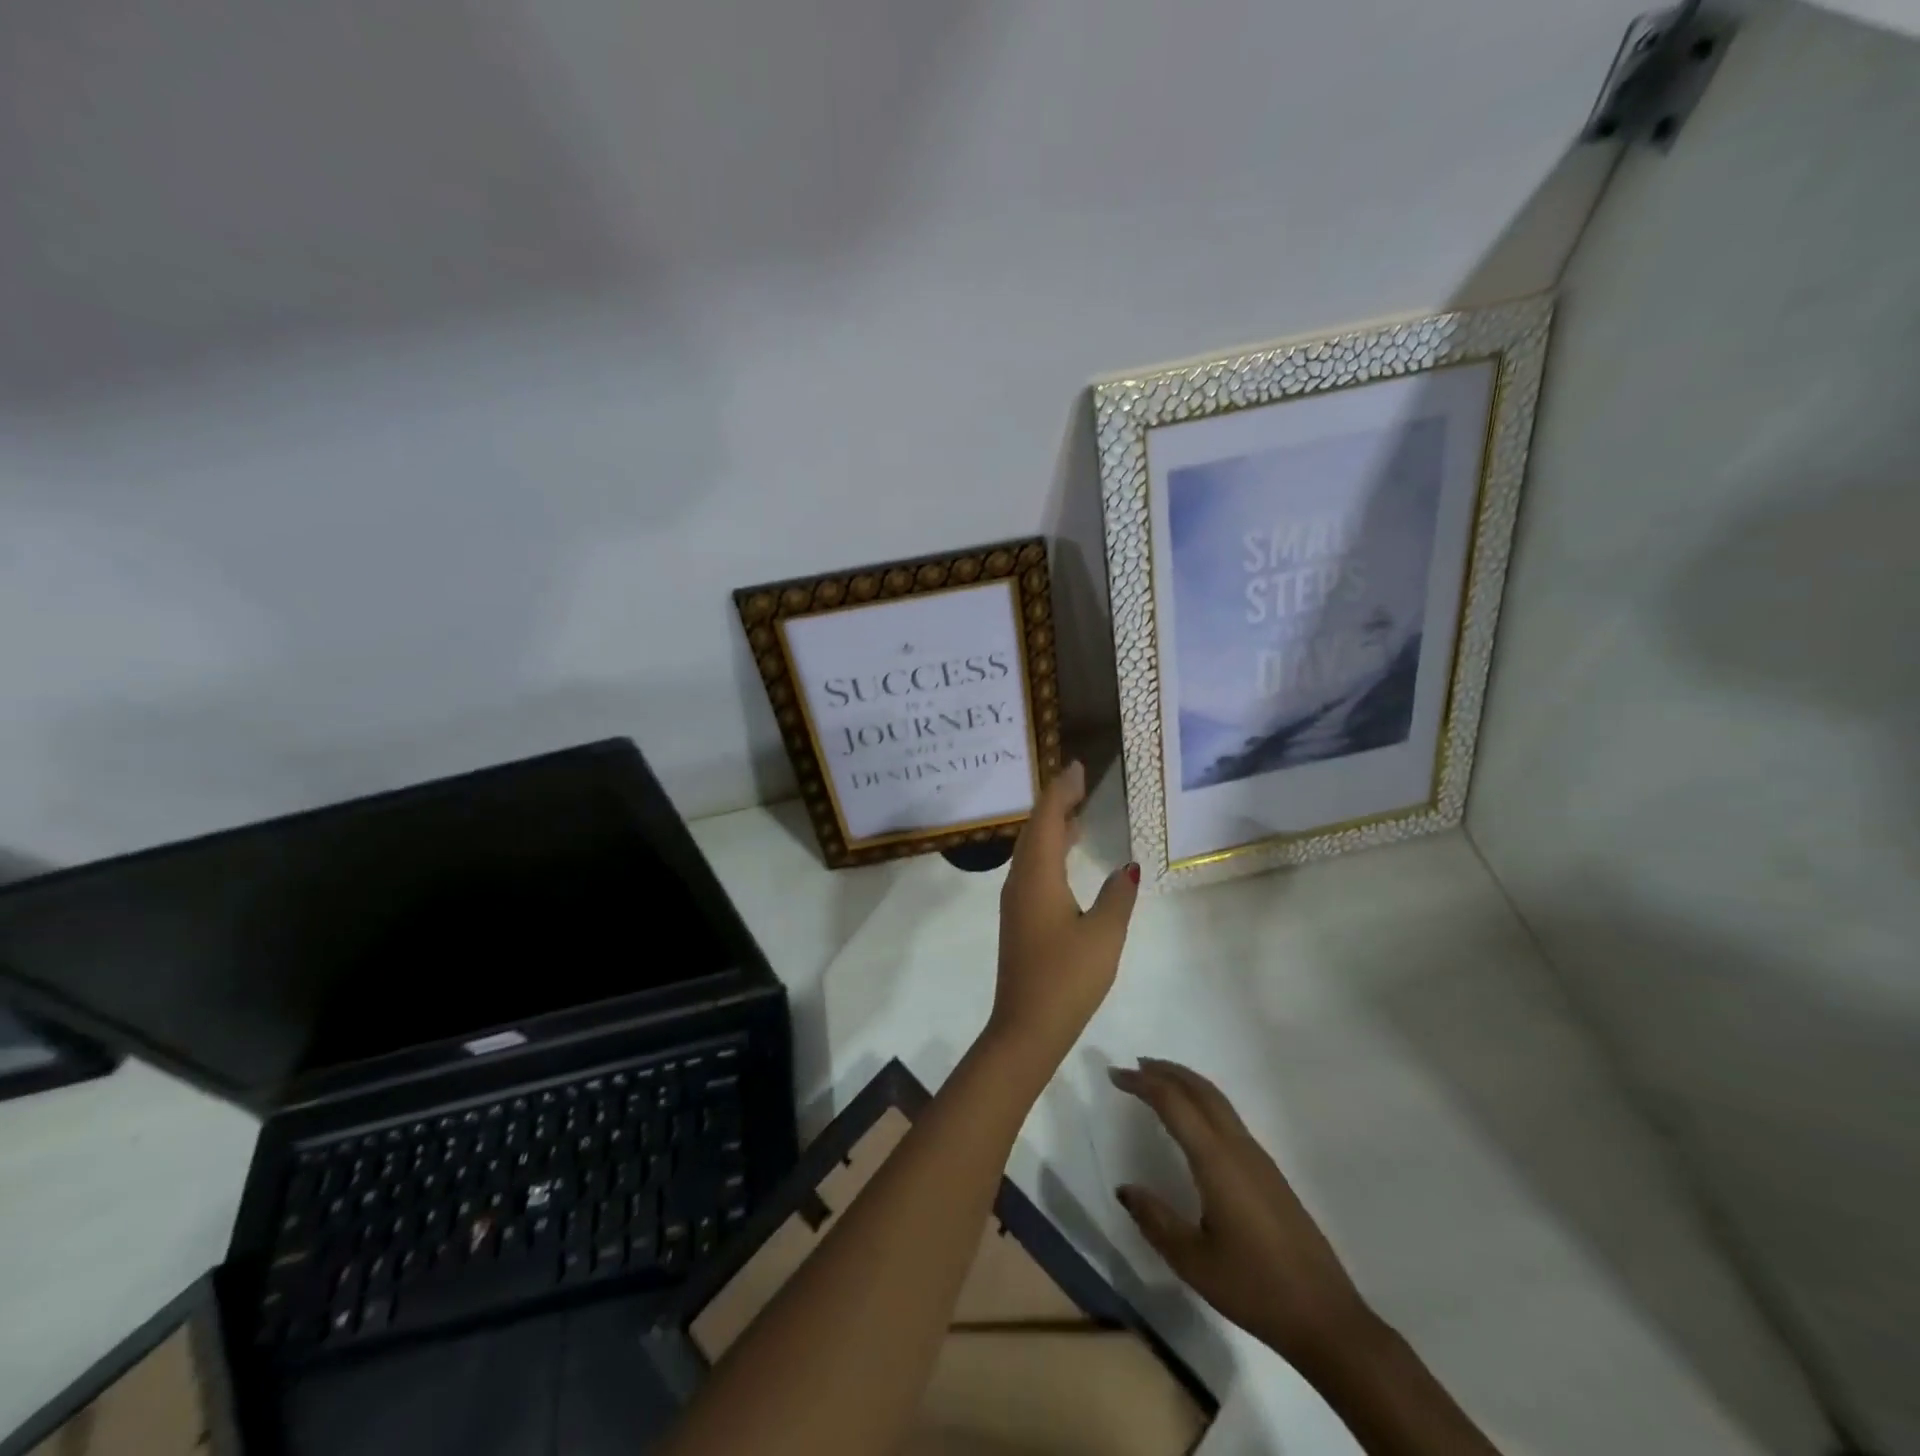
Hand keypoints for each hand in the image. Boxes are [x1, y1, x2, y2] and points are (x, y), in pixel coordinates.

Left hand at [987, 761, 1138, 1074]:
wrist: (1026, 1027)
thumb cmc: (1067, 978)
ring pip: (1031, 849)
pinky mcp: (1019, 917)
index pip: (1047, 819)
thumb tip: (1127, 868)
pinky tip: (1067, 856)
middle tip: (1081, 782)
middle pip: (1035, 829)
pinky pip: (1032, 868)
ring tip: (1078, 811)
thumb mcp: (1104, 935)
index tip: (1078, 768)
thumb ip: (1117, 896)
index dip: (1061, 790)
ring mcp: (1016, 900)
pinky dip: (1049, 850)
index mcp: (1037, 876)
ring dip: (1052, 826)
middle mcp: (1020, 880)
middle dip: (1056, 802)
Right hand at [1109, 1058, 1376, 1370]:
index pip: (1173, 1103)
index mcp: (1216, 1160)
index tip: (1115, 1075)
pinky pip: (1228, 1117)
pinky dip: (1202, 1102)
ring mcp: (1258, 1158)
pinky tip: (1193, 1122)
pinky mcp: (1269, 1173)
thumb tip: (1125, 1189)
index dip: (1142, 1083)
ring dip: (1186, 1083)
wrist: (1326, 1318)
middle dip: (1166, 1071)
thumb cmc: (1255, 1288)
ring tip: (1158, 1083)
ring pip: (1218, 1101)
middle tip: (1134, 1066)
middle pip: (1200, 1090)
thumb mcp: (1193, 1262)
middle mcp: (1238, 1147)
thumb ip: (1155, 1220)